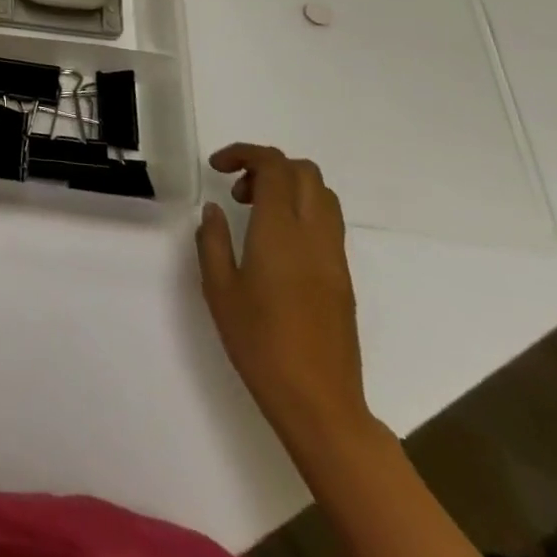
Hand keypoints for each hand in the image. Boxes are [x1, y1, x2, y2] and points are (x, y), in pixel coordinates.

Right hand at [196, 144, 369, 442]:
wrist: (319, 403)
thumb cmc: (259, 343)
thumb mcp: (218, 289)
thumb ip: (213, 240)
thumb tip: (215, 210)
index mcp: (281, 232)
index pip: (274, 167)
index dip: (244, 154)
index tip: (216, 167)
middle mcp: (314, 235)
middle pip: (304, 172)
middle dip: (267, 165)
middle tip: (236, 189)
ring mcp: (334, 257)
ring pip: (322, 195)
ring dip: (288, 187)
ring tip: (254, 212)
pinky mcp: (343, 278)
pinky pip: (328, 222)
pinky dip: (301, 211)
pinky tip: (274, 242)